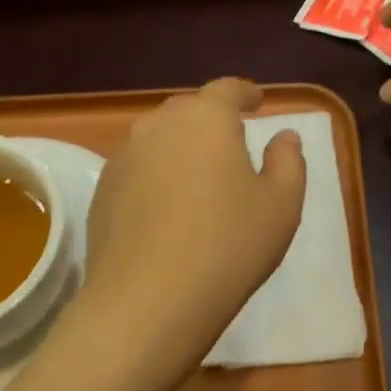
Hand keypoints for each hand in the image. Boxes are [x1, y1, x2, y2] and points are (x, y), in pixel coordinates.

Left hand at [64, 79, 304, 390]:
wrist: (147, 301)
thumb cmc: (228, 246)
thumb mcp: (281, 205)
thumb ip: (288, 161)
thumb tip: (283, 136)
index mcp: (206, 118)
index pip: (228, 89)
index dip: (246, 93)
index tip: (257, 103)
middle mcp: (159, 125)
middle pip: (189, 110)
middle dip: (211, 120)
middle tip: (231, 145)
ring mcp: (123, 156)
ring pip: (159, 138)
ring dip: (181, 147)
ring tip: (198, 178)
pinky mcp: (102, 190)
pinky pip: (137, 168)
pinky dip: (156, 175)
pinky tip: (167, 209)